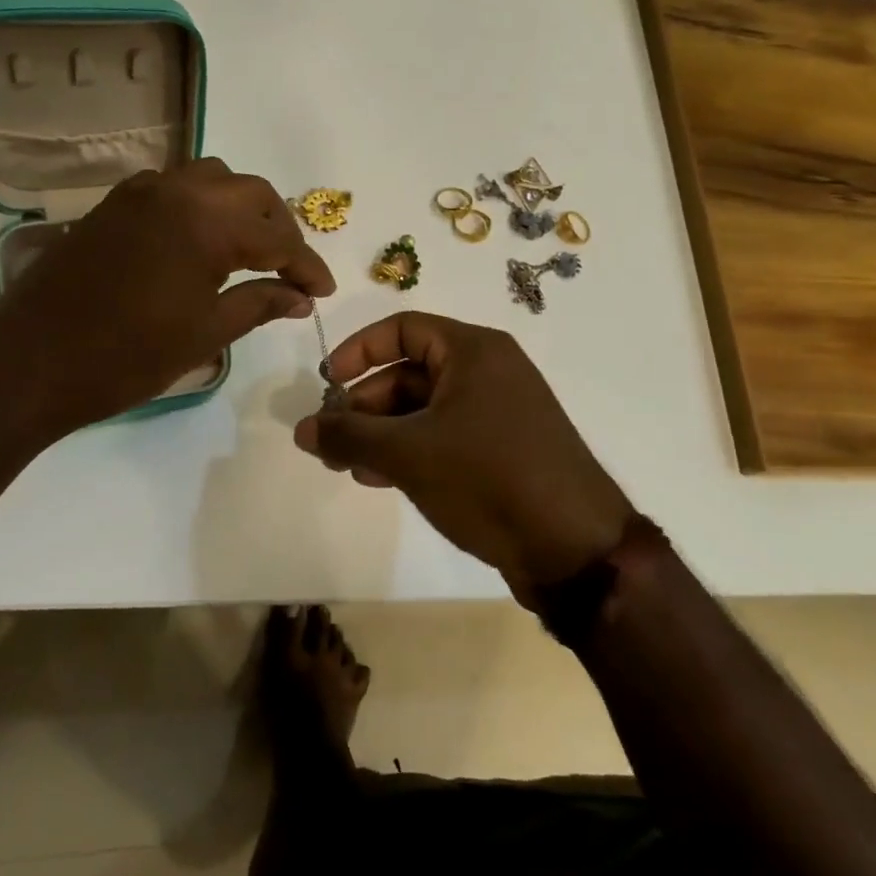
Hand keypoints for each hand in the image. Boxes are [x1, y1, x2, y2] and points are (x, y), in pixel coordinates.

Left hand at [0, 158, 334, 438]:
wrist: (31, 361)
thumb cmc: (127, 356)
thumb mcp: (205, 334)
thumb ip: (260, 304)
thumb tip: (301, 297)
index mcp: (206, 221)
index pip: (277, 237)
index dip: (306, 265)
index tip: (324, 291)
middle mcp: (176, 189)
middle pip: (250, 193)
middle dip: (279, 229)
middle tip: (291, 271)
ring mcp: (140, 191)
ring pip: (211, 180)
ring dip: (240, 209)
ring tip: (251, 252)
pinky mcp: (113, 204)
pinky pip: (174, 188)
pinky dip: (201, 206)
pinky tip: (201, 243)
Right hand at [294, 312, 631, 599]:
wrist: (574, 547)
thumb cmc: (488, 478)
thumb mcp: (409, 453)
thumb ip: (349, 435)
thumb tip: (302, 428)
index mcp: (473, 351)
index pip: (403, 328)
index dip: (359, 350)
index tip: (326, 383)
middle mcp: (488, 372)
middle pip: (409, 373)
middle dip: (364, 405)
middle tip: (330, 441)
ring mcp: (498, 412)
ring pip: (424, 410)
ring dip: (382, 433)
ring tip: (348, 466)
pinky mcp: (502, 450)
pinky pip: (444, 436)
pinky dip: (410, 451)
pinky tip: (381, 479)